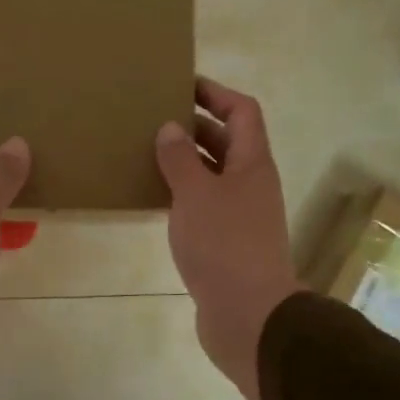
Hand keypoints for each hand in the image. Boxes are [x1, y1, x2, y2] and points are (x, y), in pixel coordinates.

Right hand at [156, 78, 304, 399]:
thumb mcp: (195, 194)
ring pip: (213, 175)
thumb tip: (171, 128)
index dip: (216, 93)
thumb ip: (180, 159)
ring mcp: (241, 215)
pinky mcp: (227, 243)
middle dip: (194, 126)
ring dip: (186, 161)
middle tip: (154, 117)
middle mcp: (251, 184)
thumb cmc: (224, 245)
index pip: (242, 112)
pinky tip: (154, 198)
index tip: (182, 85)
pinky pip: (204, 205)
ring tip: (147, 152)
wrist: (248, 315)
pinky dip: (182, 194)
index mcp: (252, 163)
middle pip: (227, 142)